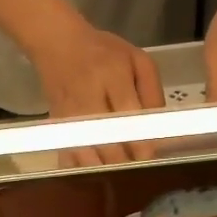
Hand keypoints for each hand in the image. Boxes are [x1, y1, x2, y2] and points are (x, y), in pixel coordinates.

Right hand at [27, 13, 163, 166]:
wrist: (57, 44)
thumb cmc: (104, 53)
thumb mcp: (138, 61)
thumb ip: (153, 94)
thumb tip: (159, 131)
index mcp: (113, 75)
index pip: (129, 117)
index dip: (141, 143)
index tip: (150, 158)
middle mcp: (88, 96)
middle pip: (108, 141)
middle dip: (125, 160)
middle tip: (137, 168)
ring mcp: (69, 113)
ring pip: (87, 153)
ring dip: (105, 167)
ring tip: (119, 172)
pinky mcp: (57, 125)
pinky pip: (69, 155)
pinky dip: (82, 167)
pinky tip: (95, 169)